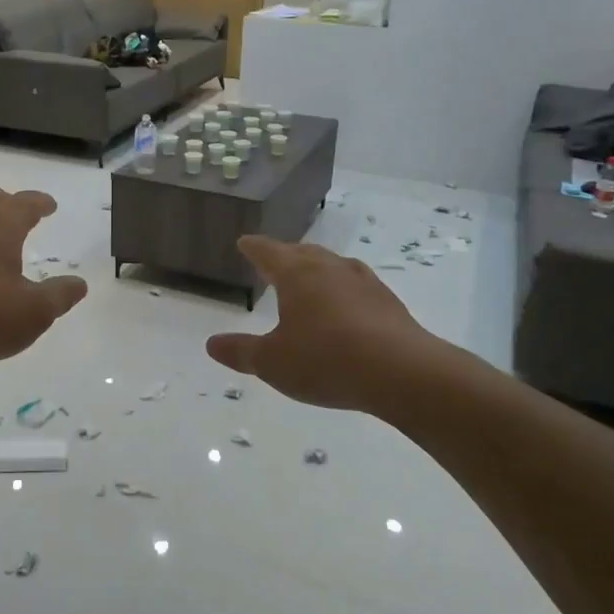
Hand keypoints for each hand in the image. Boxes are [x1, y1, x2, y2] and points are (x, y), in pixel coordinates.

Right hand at [206, 236, 446, 410]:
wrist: (402, 372)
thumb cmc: (326, 360)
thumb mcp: (273, 363)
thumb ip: (241, 351)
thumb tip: (211, 344)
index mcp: (296, 274)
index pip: (268, 251)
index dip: (253, 247)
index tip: (244, 242)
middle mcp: (329, 268)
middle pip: (302, 253)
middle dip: (285, 255)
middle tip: (274, 261)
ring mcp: (363, 281)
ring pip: (332, 265)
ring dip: (317, 269)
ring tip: (310, 280)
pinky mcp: (388, 301)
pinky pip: (356, 285)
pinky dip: (343, 289)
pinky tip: (346, 306)